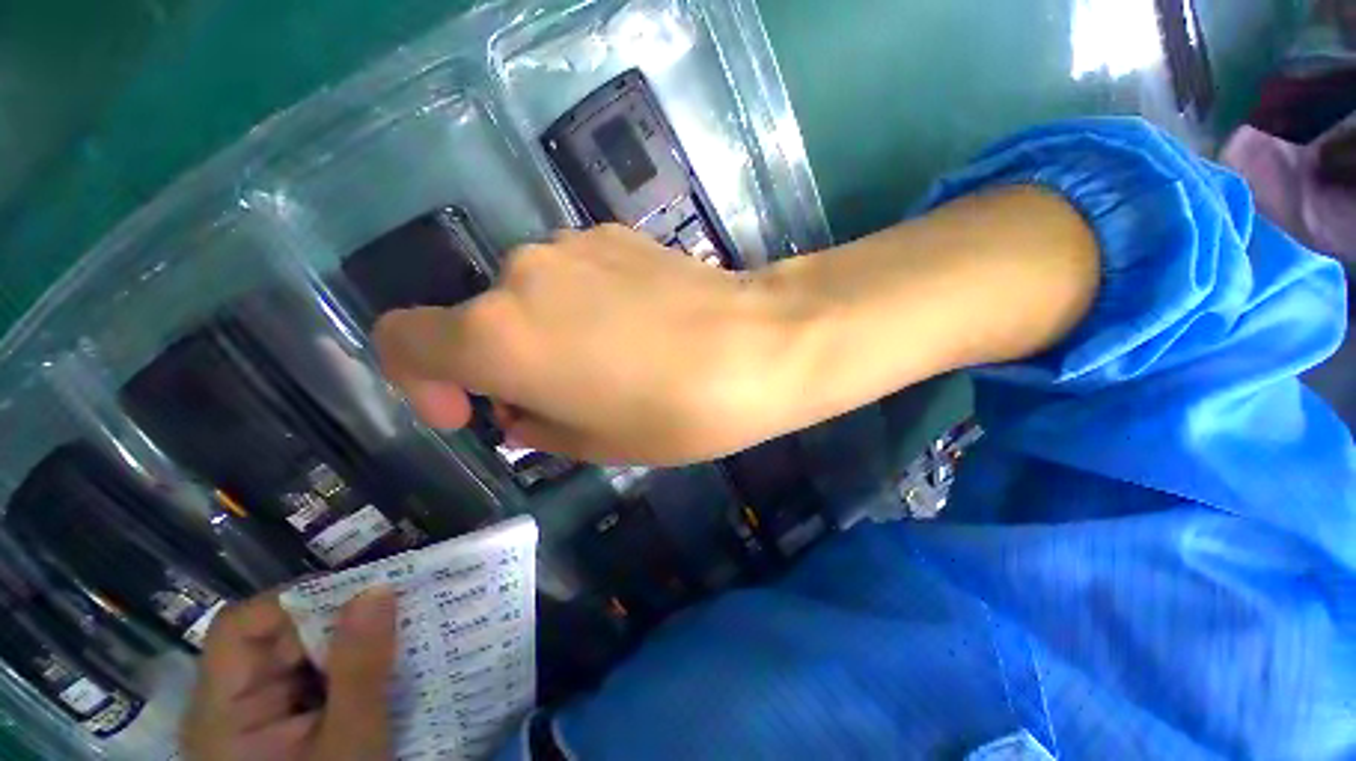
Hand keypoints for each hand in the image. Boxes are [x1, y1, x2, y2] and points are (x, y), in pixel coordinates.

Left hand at [181, 590, 396, 760]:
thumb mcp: (350, 746)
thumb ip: (360, 669)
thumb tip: (379, 588)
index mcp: (223, 714)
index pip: (241, 628)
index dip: (295, 598)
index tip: (362, 588)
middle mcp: (232, 707)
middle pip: (276, 637)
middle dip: (338, 617)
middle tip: (400, 602)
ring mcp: (259, 718)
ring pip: (302, 654)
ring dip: (352, 639)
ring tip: (403, 626)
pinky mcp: (286, 727)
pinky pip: (317, 677)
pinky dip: (353, 664)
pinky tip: (389, 662)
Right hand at [374, 225, 805, 464]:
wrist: (757, 345)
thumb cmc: (675, 410)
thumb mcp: (594, 443)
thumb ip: (537, 424)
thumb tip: (519, 408)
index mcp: (499, 334)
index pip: (402, 339)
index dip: (419, 378)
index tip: (469, 407)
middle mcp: (521, 274)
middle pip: (482, 320)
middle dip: (508, 362)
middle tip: (565, 397)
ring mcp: (572, 244)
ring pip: (532, 296)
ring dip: (549, 332)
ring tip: (612, 362)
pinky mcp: (617, 233)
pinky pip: (577, 274)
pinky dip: (586, 304)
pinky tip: (638, 326)